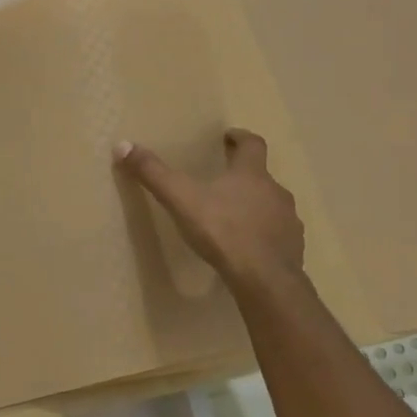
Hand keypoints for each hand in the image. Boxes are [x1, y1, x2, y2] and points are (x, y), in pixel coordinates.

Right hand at [114, 129, 305, 290]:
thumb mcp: (181, 199)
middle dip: (244, 176)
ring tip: (234, 218)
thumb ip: (153, 173)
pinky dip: (264, 236)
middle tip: (223, 182)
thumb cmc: (223, 231)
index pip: (253, 144)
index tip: (229, 137)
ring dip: (256, 207)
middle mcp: (275, 192)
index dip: (241, 138)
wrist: (265, 279)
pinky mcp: (293, 249)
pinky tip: (248, 249)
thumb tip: (122, 145)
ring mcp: (288, 221)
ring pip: (271, 206)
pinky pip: (278, 236)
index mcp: (251, 174)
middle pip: (261, 176)